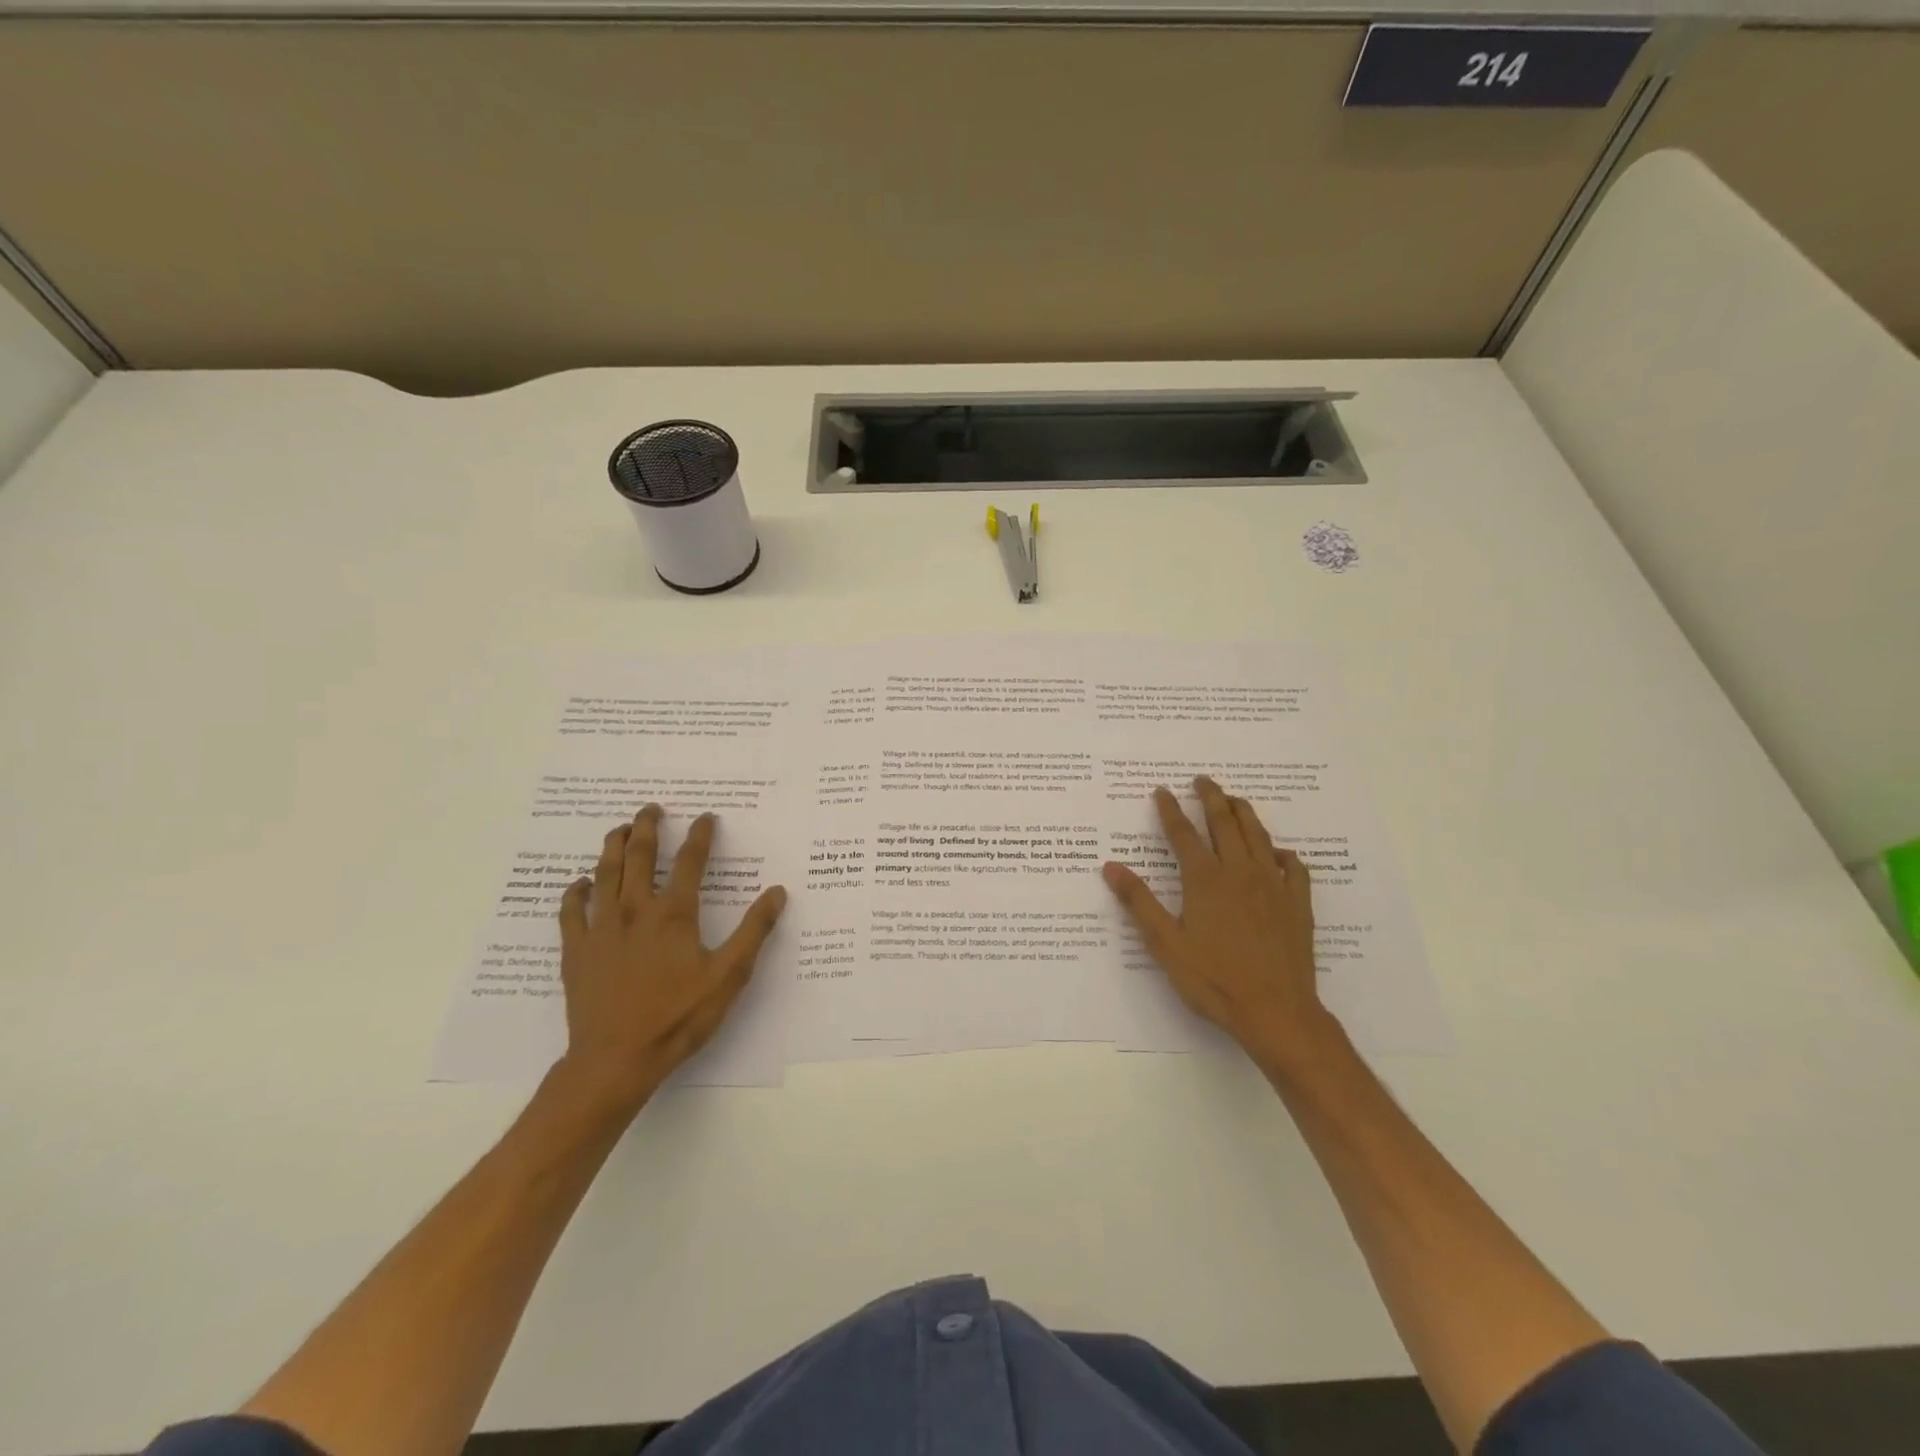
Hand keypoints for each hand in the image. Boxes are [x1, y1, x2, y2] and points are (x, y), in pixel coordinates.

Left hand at [555, 804, 786, 1111]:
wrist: (616, 1059)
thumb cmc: (678, 1017)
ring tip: (619, 829)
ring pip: (604, 873)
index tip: (706, 817)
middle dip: (647, 827)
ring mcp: (601, 928)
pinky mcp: (576, 950)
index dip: (701, 835)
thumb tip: (777, 892)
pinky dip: (576, 891)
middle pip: (640, 856)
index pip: (690, 861)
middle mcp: (635, 910)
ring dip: (613, 846)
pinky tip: (580, 884)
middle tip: (651, 809)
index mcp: (674, 914)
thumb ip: (754, 931)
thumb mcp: (729, 976)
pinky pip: (571, 910)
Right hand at [1102, 776, 1339, 1072]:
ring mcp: (1273, 885)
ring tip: (1235, 799)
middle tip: (1202, 780)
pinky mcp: (1298, 903)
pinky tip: (1279, 853)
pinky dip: (1283, 853)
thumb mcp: (1165, 944)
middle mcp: (1240, 872)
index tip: (1162, 790)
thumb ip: (1139, 902)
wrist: (1276, 1011)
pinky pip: (1294, 867)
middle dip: (1211, 797)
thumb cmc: (1213, 979)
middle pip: (1224, 823)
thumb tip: (1110, 866)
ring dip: (1244, 813)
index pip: (1183, 834)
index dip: (1170, 810)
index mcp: (1205, 880)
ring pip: (1259, 836)